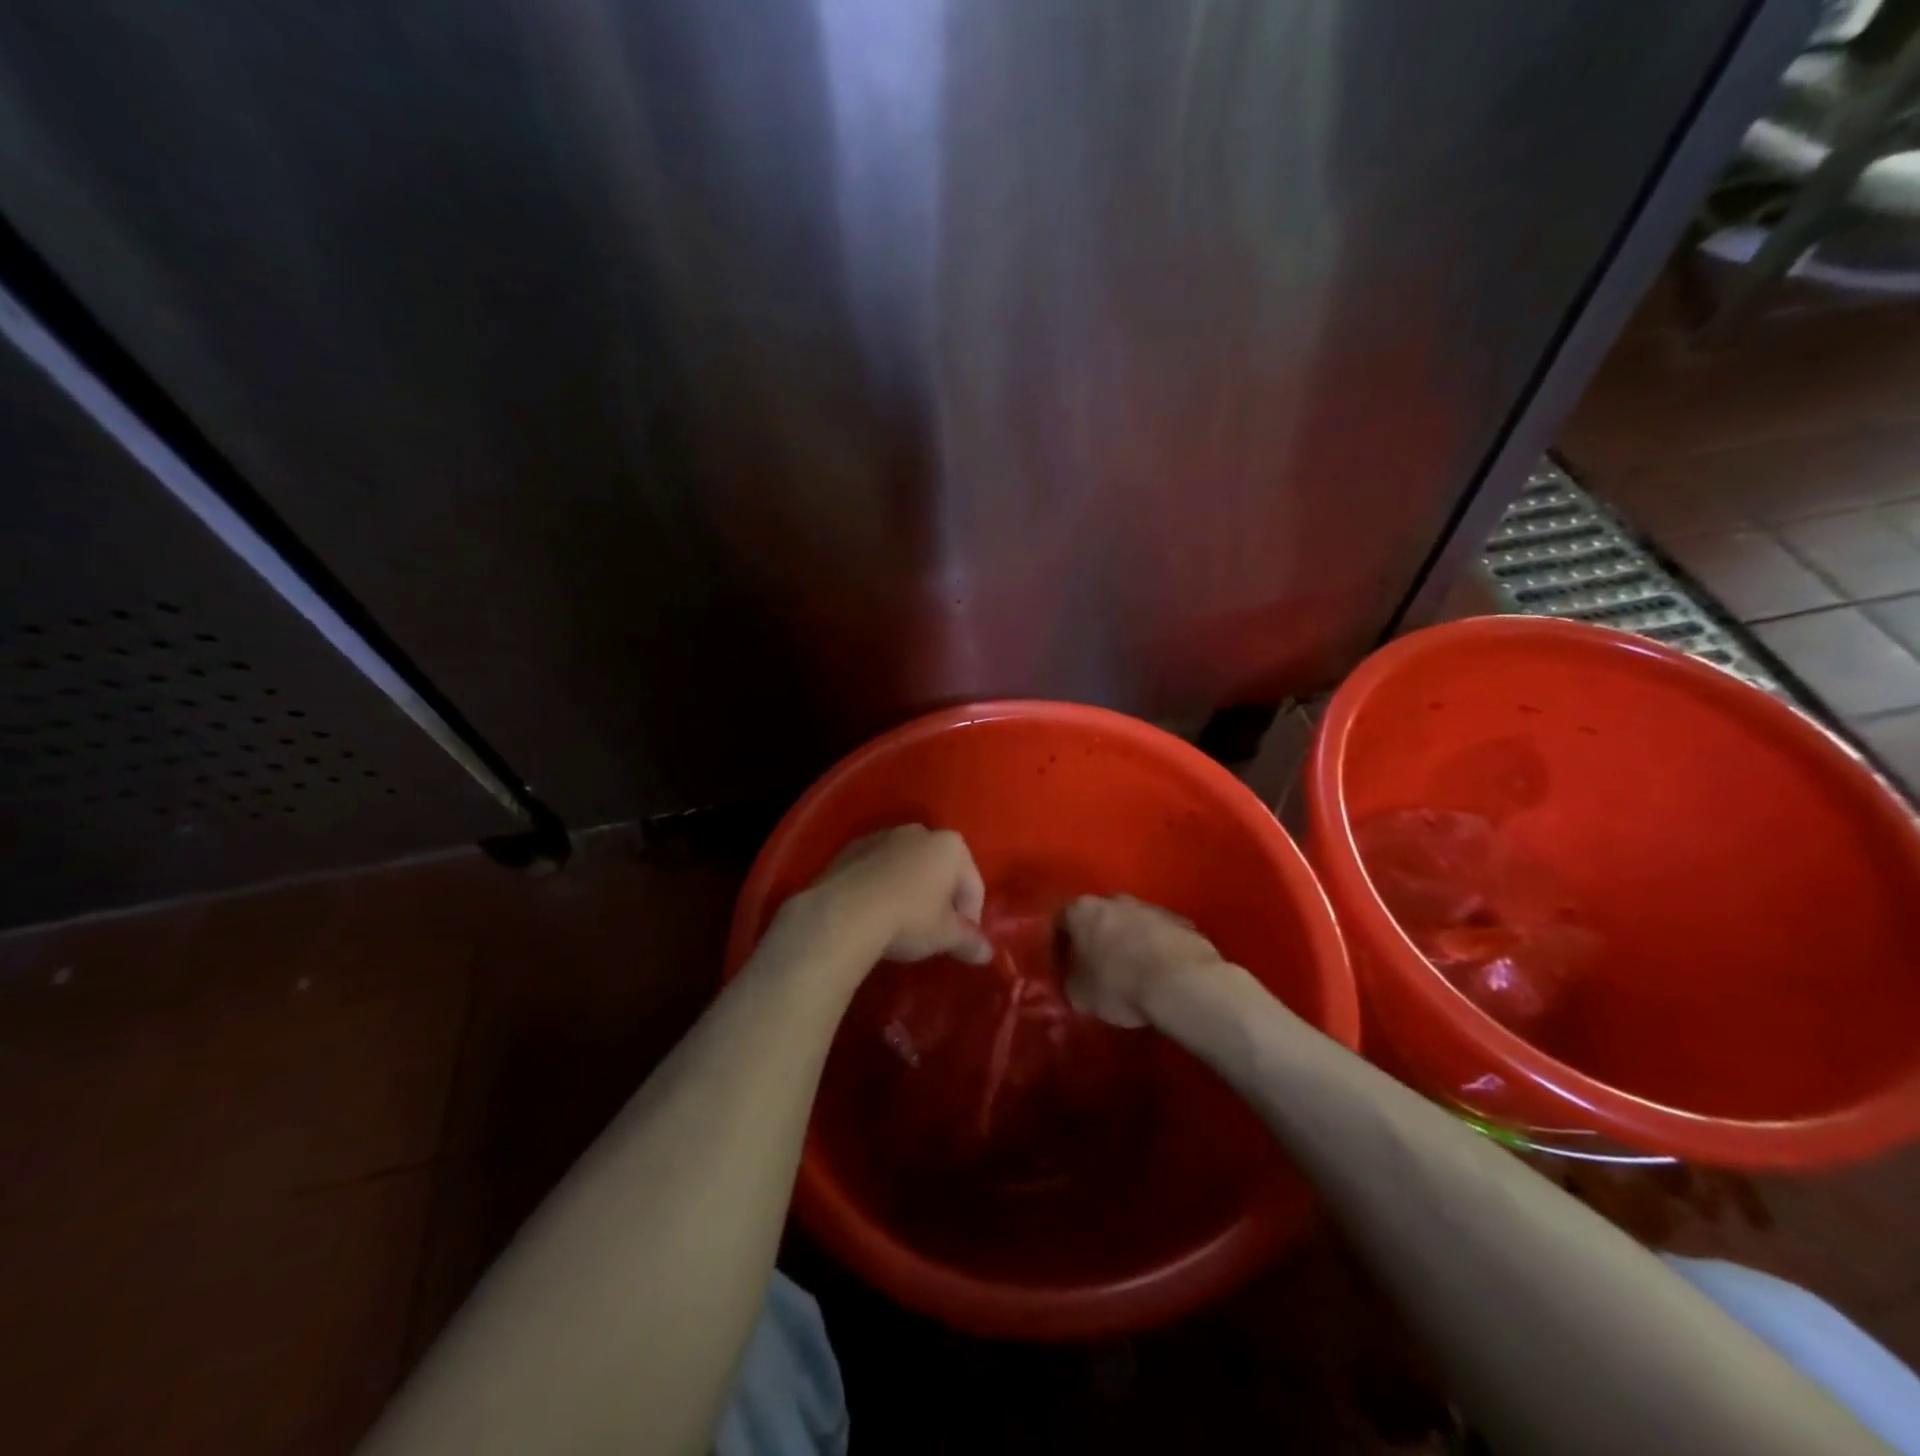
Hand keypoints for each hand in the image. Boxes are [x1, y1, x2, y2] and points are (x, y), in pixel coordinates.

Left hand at [803, 825, 992, 966]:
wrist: (844, 913)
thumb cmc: (908, 919)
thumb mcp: (945, 936)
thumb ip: (970, 941)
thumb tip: (987, 953)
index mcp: (950, 846)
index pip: (972, 884)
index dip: (970, 917)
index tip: (959, 941)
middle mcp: (919, 832)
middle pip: (940, 870)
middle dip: (940, 898)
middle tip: (932, 932)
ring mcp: (882, 836)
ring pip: (906, 866)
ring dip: (909, 889)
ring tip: (899, 923)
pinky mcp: (851, 848)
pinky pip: (876, 869)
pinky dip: (880, 886)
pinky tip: (872, 913)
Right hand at [1060, 894, 1227, 1027]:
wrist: (1181, 982)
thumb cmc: (1119, 985)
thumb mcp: (1079, 995)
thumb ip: (1071, 982)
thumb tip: (1075, 982)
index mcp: (1081, 910)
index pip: (1060, 922)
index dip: (1059, 945)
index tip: (1064, 966)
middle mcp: (1113, 899)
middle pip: (1098, 917)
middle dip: (1096, 939)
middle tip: (1097, 968)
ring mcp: (1150, 907)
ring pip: (1130, 923)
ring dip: (1128, 942)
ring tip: (1132, 973)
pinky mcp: (1180, 920)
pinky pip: (1158, 934)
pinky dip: (1155, 948)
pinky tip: (1159, 973)